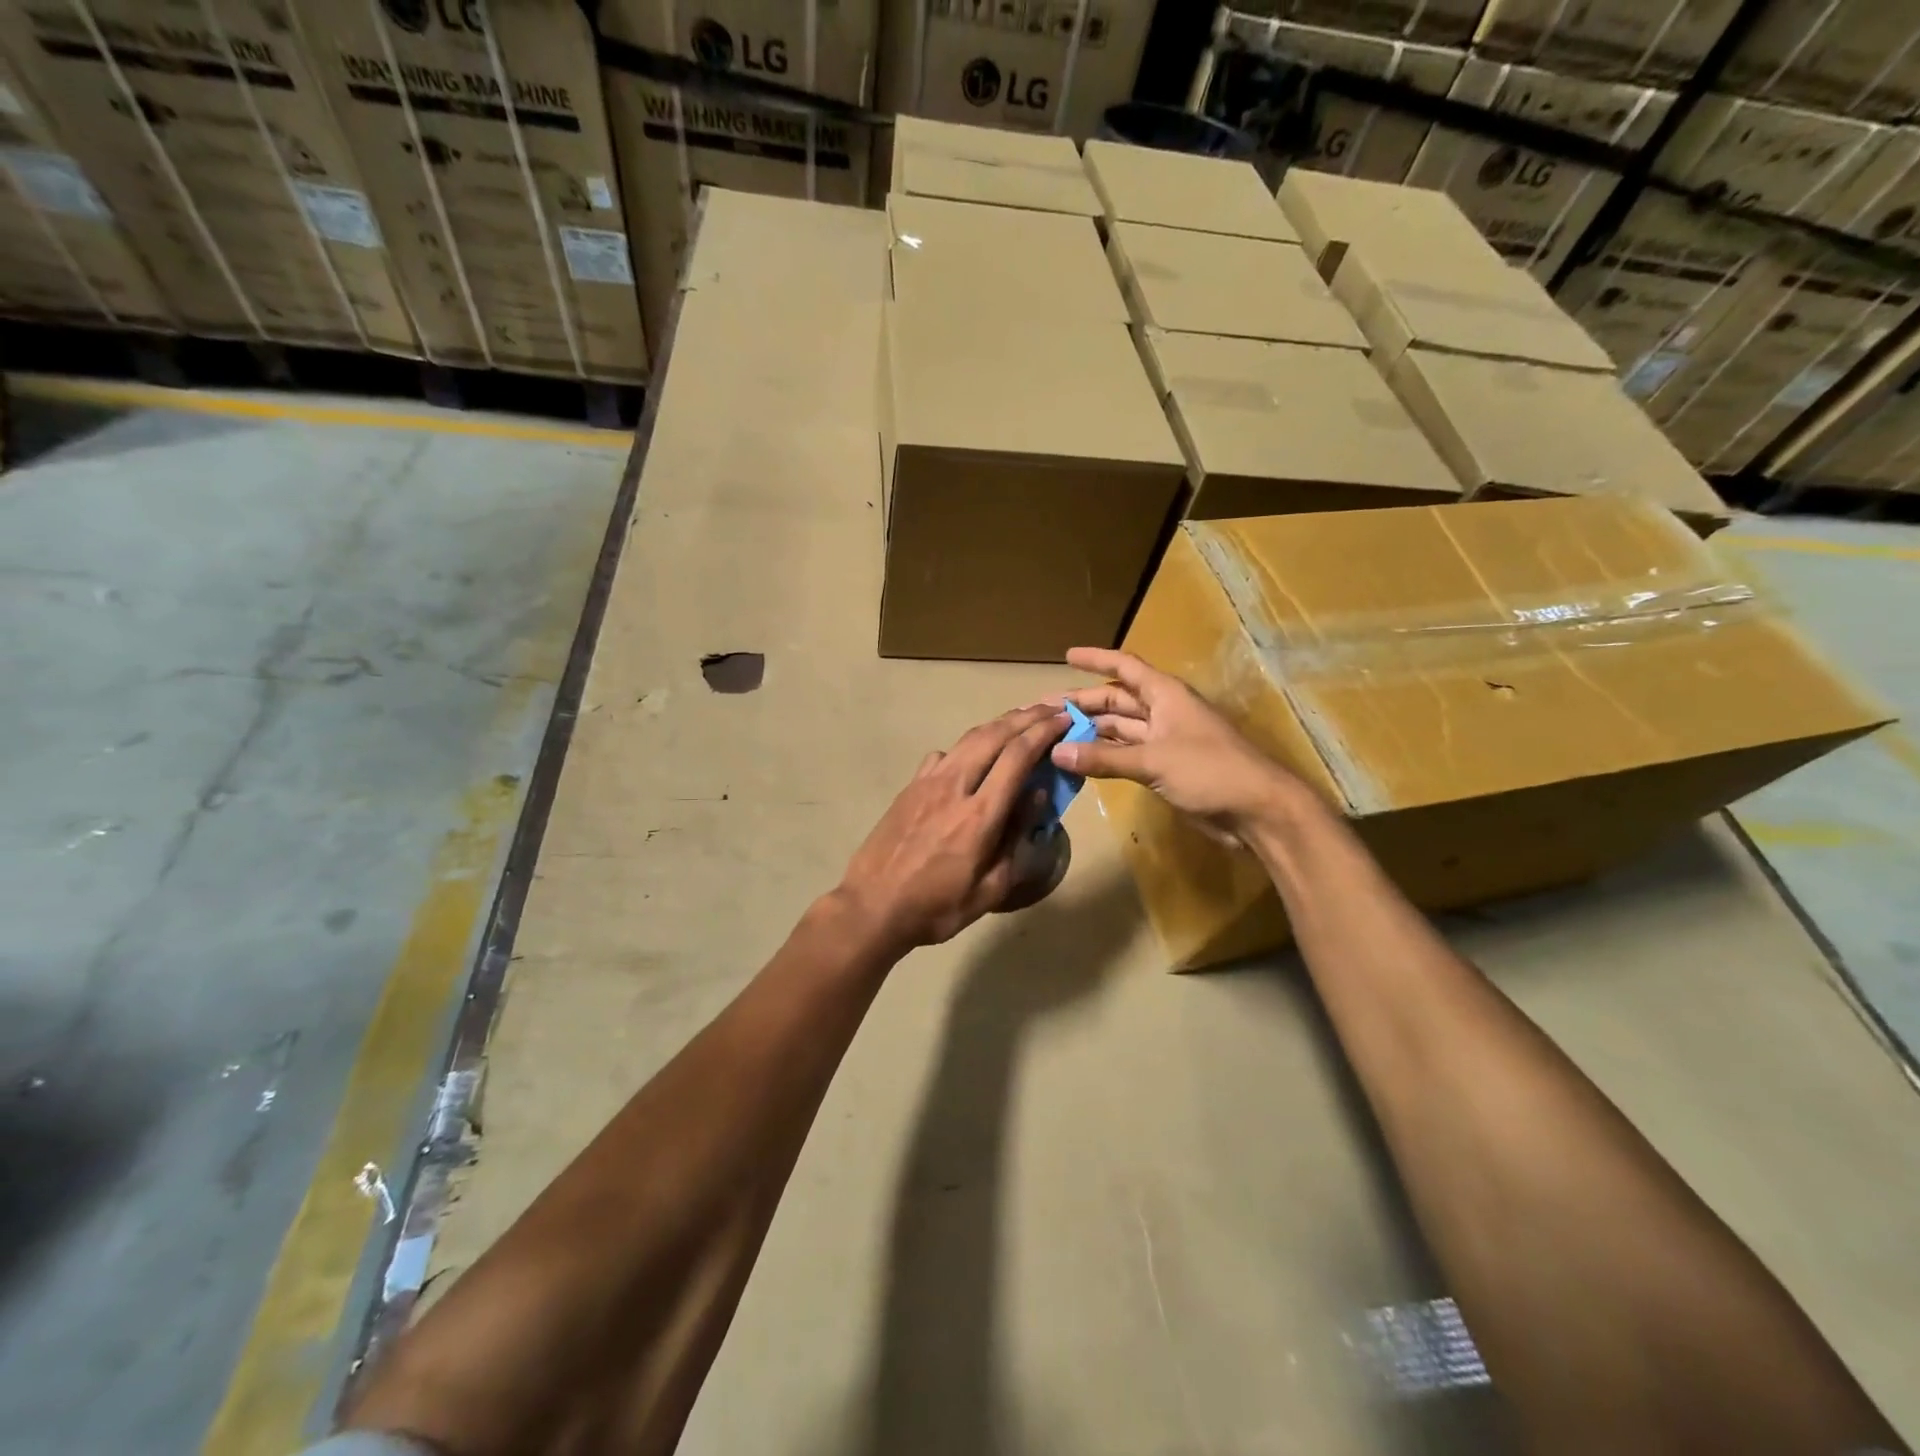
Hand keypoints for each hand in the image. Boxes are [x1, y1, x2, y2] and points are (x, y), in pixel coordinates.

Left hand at [835, 704, 1069, 952]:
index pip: (1017, 757)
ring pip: (968, 738)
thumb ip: (1017, 840)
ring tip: (1021, 718)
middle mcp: (954, 787)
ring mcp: (927, 783)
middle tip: (1051, 708)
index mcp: (980, 815)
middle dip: (1026, 717)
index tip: (1065, 719)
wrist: (872, 906)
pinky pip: (944, 754)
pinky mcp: (910, 787)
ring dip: (998, 724)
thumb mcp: (990, 889)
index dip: (1044, 732)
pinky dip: (967, 744)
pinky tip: (973, 753)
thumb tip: (1037, 795)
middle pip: (994, 735)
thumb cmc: (937, 907)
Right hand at [1054, 647, 1304, 844]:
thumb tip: (1056, 752)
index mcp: (1165, 695)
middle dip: (1084, 703)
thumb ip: (1103, 758)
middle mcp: (1163, 712)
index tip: (1066, 656)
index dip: (1096, 659)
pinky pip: (1126, 754)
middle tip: (1046, 710)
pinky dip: (1104, 756)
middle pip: (1117, 700)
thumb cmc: (1210, 770)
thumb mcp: (1153, 760)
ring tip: (1054, 737)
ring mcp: (1165, 741)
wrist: (1256, 810)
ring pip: (1120, 729)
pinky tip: (1079, 762)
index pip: (1124, 667)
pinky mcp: (1166, 768)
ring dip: (1091, 732)